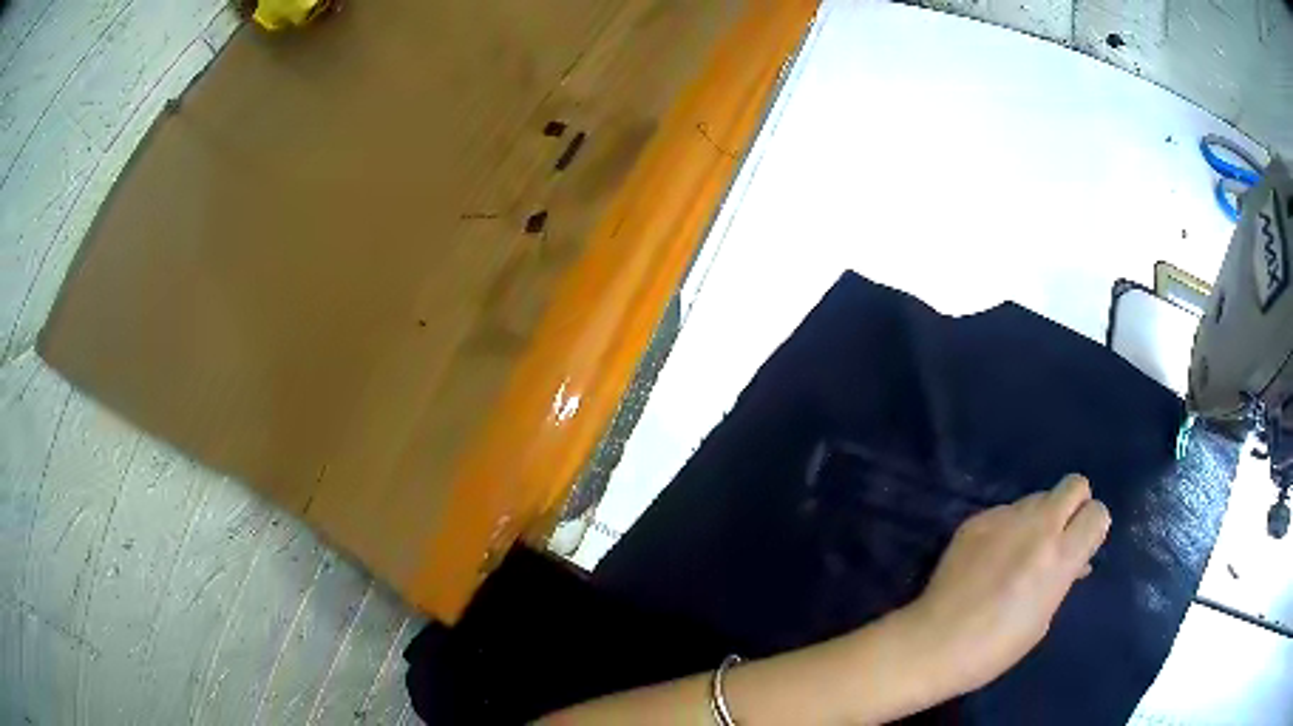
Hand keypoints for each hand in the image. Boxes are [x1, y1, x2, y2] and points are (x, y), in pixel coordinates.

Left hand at [901, 474, 1110, 695]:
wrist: (934, 644)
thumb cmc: (995, 647)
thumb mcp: (1044, 617)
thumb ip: (1064, 577)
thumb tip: (1075, 561)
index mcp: (1060, 555)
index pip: (1098, 512)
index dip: (1093, 528)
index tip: (1083, 547)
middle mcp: (1037, 526)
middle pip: (1074, 485)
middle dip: (1074, 507)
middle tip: (1060, 538)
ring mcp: (1004, 518)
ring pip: (1039, 497)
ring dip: (1040, 517)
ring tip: (1021, 552)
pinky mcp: (976, 520)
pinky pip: (1005, 511)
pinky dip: (1008, 528)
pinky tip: (990, 557)